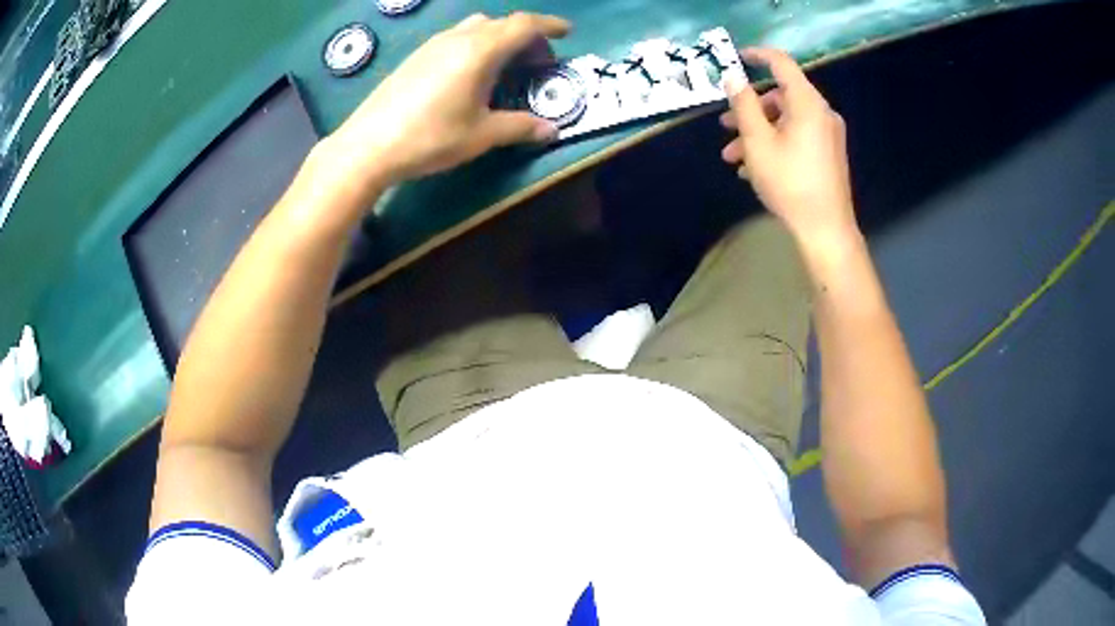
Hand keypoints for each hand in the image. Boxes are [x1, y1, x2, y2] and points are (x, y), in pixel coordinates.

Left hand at [324, 13, 569, 190]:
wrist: (368, 146)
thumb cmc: (430, 137)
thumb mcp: (481, 135)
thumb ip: (520, 127)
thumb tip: (550, 131)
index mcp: (480, 50)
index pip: (523, 25)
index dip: (549, 25)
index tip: (567, 33)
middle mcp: (458, 38)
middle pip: (501, 23)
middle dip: (525, 36)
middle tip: (535, 62)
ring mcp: (432, 45)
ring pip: (475, 27)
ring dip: (498, 39)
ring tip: (504, 67)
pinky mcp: (415, 57)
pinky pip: (455, 38)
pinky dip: (474, 45)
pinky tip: (469, 74)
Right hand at [720, 48, 857, 242]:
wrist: (825, 229)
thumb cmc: (789, 182)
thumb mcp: (757, 142)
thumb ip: (743, 104)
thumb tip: (733, 77)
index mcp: (807, 103)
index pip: (781, 63)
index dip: (757, 56)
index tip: (736, 58)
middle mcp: (821, 113)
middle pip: (781, 97)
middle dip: (749, 109)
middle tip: (725, 124)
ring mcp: (827, 135)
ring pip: (786, 121)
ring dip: (757, 132)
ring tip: (731, 156)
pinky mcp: (828, 154)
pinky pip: (797, 137)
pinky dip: (775, 144)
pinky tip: (753, 168)